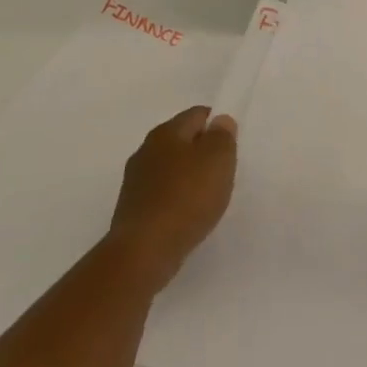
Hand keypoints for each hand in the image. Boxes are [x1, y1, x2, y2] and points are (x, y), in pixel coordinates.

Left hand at [106, 106, 237, 292]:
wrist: (144, 251)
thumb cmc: (187, 198)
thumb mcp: (218, 160)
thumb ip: (222, 136)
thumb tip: (219, 121)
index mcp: (166, 132)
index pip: (197, 114)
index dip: (218, 124)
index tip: (233, 145)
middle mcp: (146, 150)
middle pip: (182, 140)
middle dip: (204, 150)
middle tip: (224, 170)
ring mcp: (136, 180)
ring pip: (171, 167)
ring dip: (190, 176)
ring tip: (209, 195)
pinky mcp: (133, 208)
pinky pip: (163, 192)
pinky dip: (178, 197)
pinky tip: (189, 214)